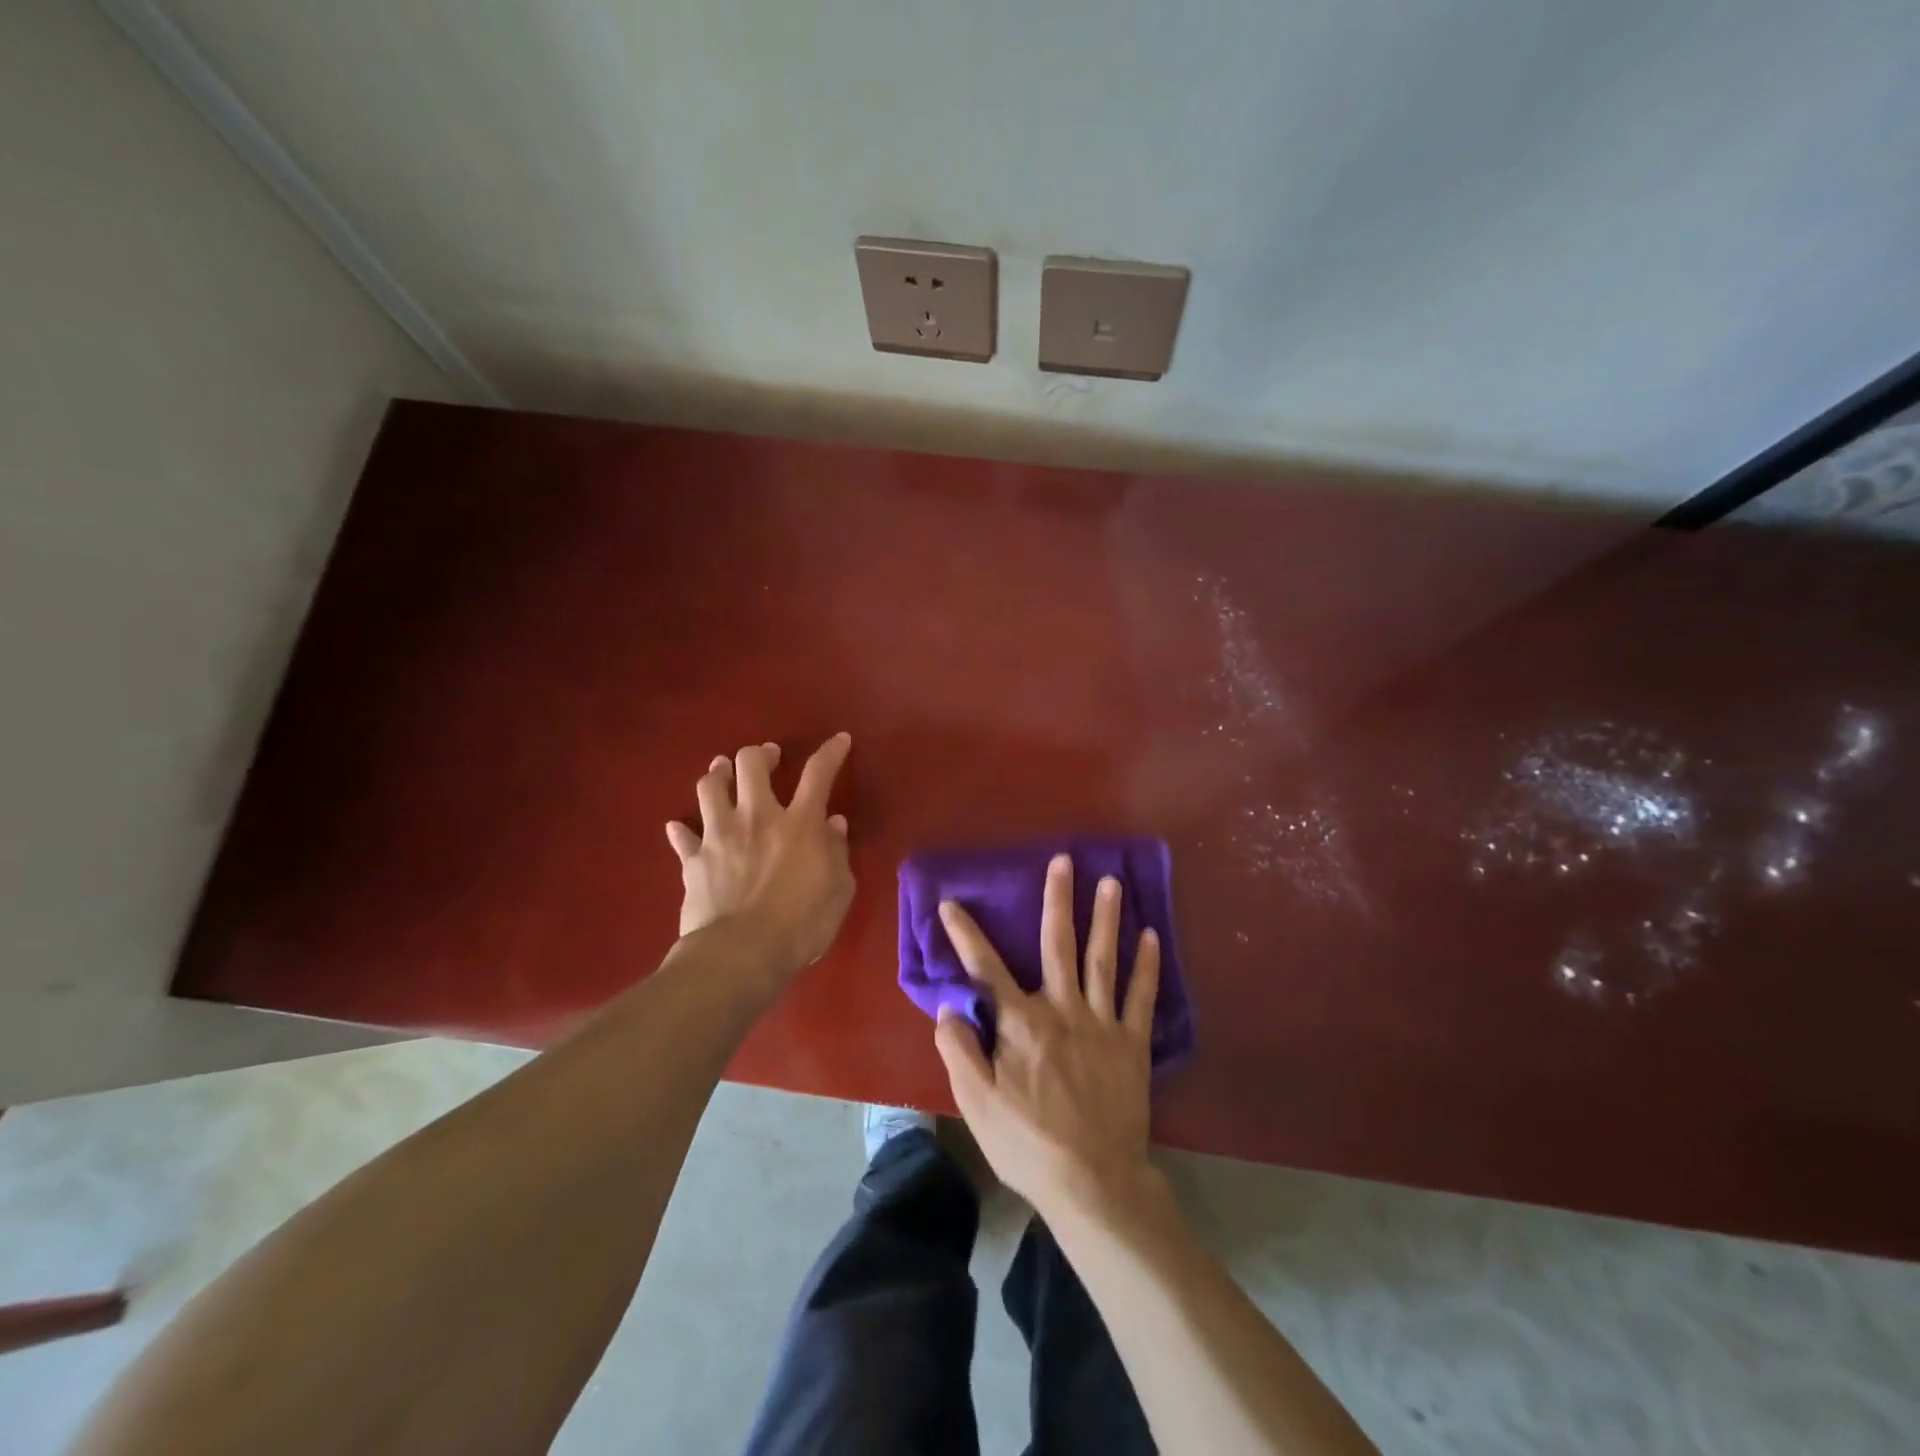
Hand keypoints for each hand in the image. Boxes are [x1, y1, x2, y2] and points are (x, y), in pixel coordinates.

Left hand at [666, 733, 853, 981]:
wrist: (740, 955)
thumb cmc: (801, 925)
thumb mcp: (839, 891)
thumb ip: (837, 852)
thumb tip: (833, 824)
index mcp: (799, 823)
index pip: (818, 773)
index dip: (831, 752)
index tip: (839, 740)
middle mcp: (756, 817)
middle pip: (750, 764)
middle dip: (760, 753)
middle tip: (768, 756)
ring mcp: (719, 836)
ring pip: (710, 788)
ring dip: (718, 774)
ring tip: (722, 772)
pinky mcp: (693, 861)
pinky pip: (682, 837)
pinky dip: (682, 830)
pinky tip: (680, 827)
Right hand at [933, 854, 1162, 1219]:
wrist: (1093, 1183)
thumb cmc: (1027, 1144)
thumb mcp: (977, 1104)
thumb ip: (959, 1050)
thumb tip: (950, 1007)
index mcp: (1020, 1024)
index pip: (985, 970)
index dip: (965, 936)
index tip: (951, 904)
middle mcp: (1061, 1010)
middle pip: (1057, 945)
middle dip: (1058, 900)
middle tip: (1063, 861)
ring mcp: (1101, 1023)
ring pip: (1102, 960)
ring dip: (1105, 918)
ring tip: (1111, 882)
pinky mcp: (1132, 1043)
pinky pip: (1141, 997)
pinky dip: (1146, 966)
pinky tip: (1150, 936)